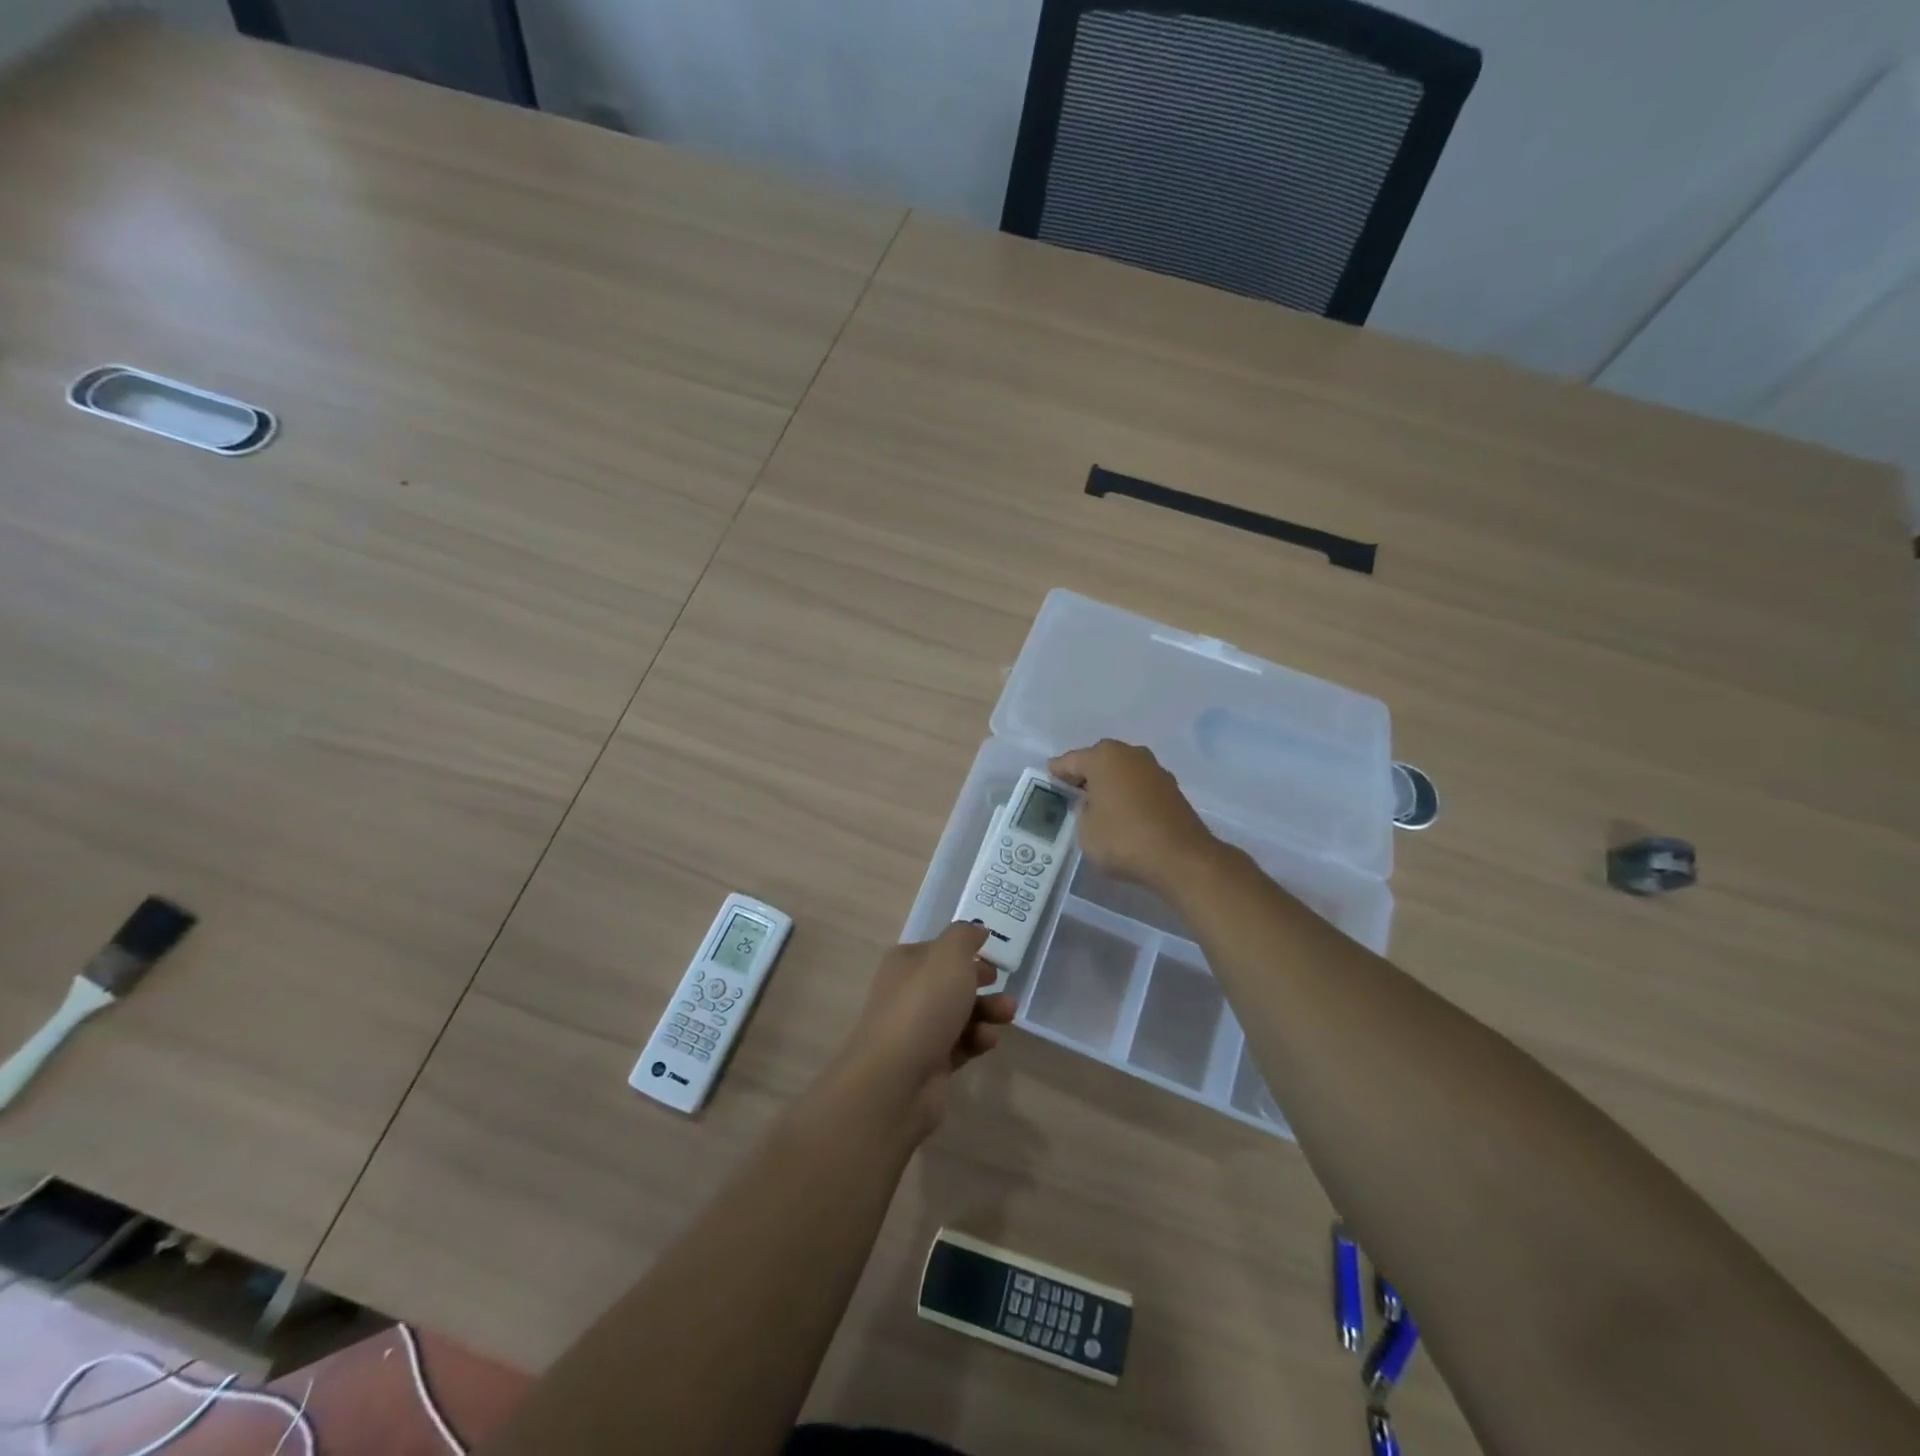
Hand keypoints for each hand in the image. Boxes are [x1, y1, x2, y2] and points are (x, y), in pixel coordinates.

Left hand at [844, 922, 1015, 1135]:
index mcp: (906, 962)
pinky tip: (987, 1041)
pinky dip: (976, 1040)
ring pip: (959, 1014)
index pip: (938, 950)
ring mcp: (916, 1030)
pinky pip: (959, 1045)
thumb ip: (965, 937)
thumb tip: (976, 930)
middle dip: (981, 983)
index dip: (965, 951)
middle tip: (1001, 984)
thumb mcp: (949, 955)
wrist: (896, 1077)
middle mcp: (907, 993)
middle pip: (950, 983)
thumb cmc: (924, 1004)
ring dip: (987, 1011)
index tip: (992, 956)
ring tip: (1007, 1015)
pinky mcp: (928, 1063)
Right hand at [1049, 740, 1219, 897]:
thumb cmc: (1123, 838)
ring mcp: (1154, 769)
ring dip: (1109, 785)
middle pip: (1098, 761)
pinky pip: (1139, 786)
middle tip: (1071, 795)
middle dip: (1085, 776)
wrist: (1181, 857)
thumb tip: (1092, 804)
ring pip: (1121, 772)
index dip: (1057, 773)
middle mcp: (1130, 754)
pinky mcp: (1171, 788)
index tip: (1048, 781)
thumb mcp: (1085, 830)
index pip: (1070, 761)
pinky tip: (1123, 814)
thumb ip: (1082, 811)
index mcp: (1103, 757)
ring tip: (1098, 806)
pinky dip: (1128, 795)